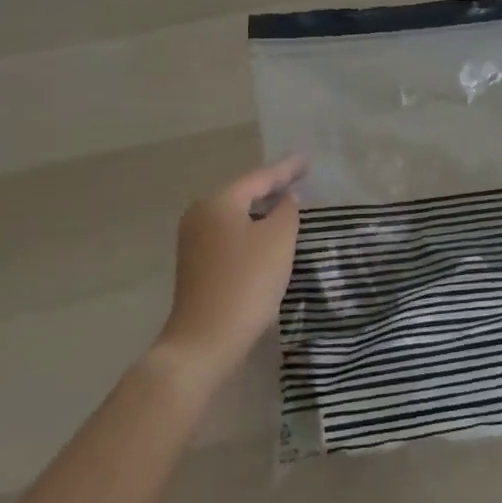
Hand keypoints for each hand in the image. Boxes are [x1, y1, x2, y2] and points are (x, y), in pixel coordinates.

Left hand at [152, 155, 305, 389]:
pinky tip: (268, 240)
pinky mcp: (196, 266)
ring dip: (262, 213)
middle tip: (300, 182)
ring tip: (289, 208)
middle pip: (244, 194)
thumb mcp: (277, 240)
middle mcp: (200, 215)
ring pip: (237, 217)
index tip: (307, 161)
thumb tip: (284, 199)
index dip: (287, 169)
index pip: (259, 177)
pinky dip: (251, 233)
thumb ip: (286, 210)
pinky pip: (230, 237)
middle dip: (272, 189)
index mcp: (218, 202)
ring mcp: (194, 242)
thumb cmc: (245, 283)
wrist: (204, 342)